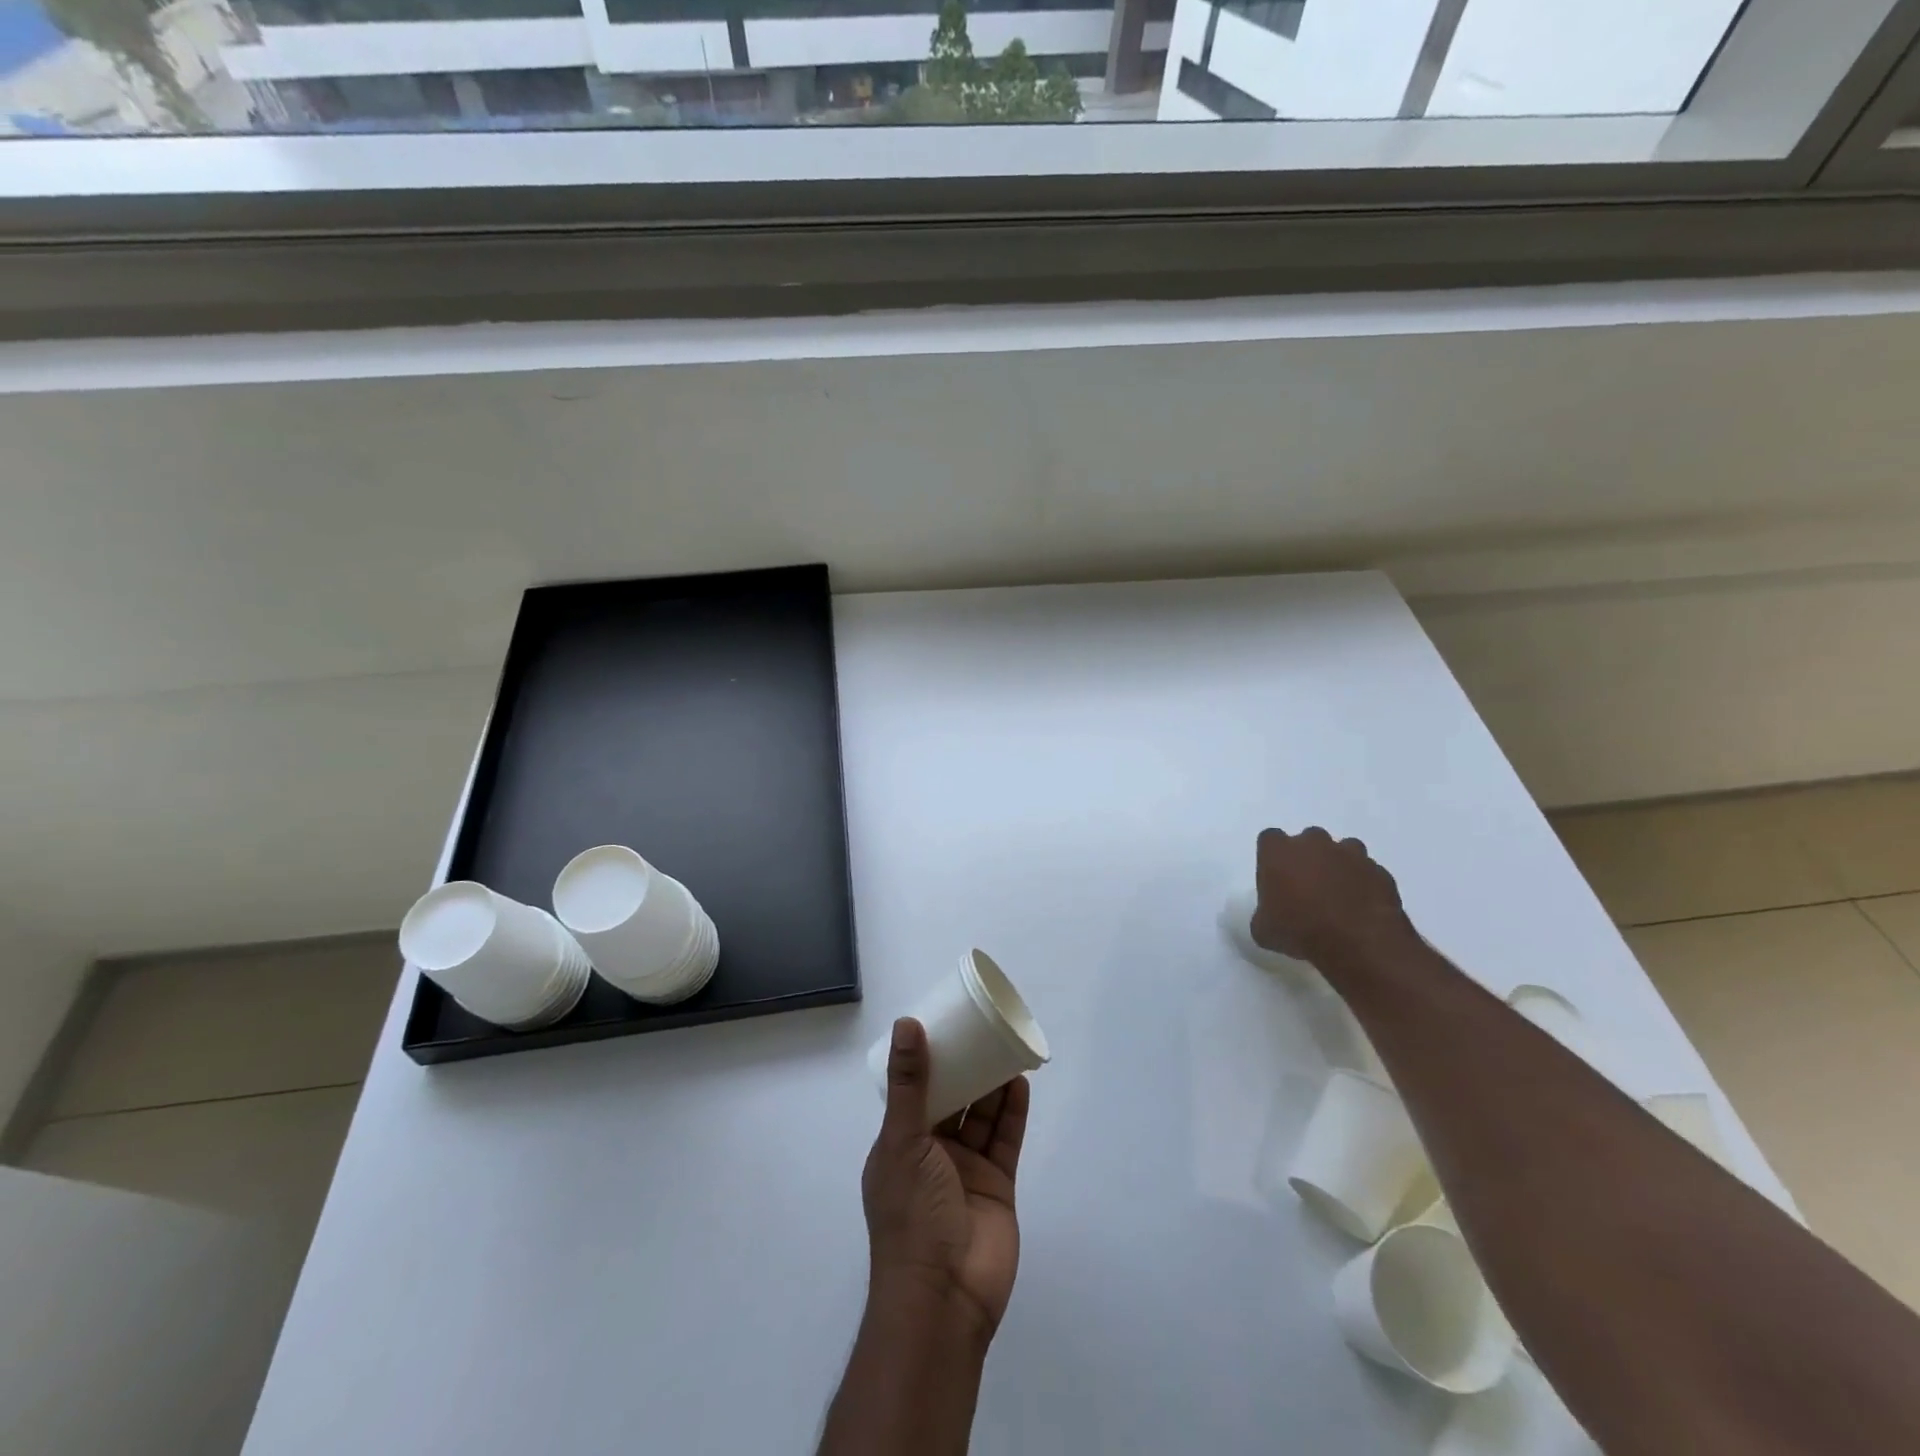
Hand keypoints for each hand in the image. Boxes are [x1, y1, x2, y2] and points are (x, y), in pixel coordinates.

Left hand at [862, 1018, 1029, 1343]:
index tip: (944, 1026)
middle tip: (982, 1031)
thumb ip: (910, 1084)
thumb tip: (906, 1023)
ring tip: (1004, 1047)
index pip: (915, 1093)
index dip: (928, 1061)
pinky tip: (1019, 1083)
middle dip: (966, 1069)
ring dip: (991, 1085)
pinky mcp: (997, 1185)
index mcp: (901, 1144)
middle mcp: (932, 1154)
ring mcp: (966, 1171)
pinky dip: (1012, 1113)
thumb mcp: (903, 1141)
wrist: (945, 1297)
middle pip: (953, 1101)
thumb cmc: (912, 1214)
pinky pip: (1004, 1140)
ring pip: (981, 1117)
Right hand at [1250, 826, 1414, 967]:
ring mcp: (1350, 854)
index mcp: (1278, 851)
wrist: (1358, 942)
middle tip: (1307, 888)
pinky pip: (1368, 872)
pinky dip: (1364, 884)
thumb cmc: (1299, 930)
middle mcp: (1314, 843)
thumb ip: (1263, 914)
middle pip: (1308, 840)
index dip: (1272, 858)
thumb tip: (1269, 917)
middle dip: (1308, 858)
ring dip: (1339, 867)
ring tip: (1338, 896)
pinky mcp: (1379, 871)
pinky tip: (1361, 908)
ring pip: (1343, 851)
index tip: (1275, 878)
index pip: (1269, 839)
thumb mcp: (1263, 930)